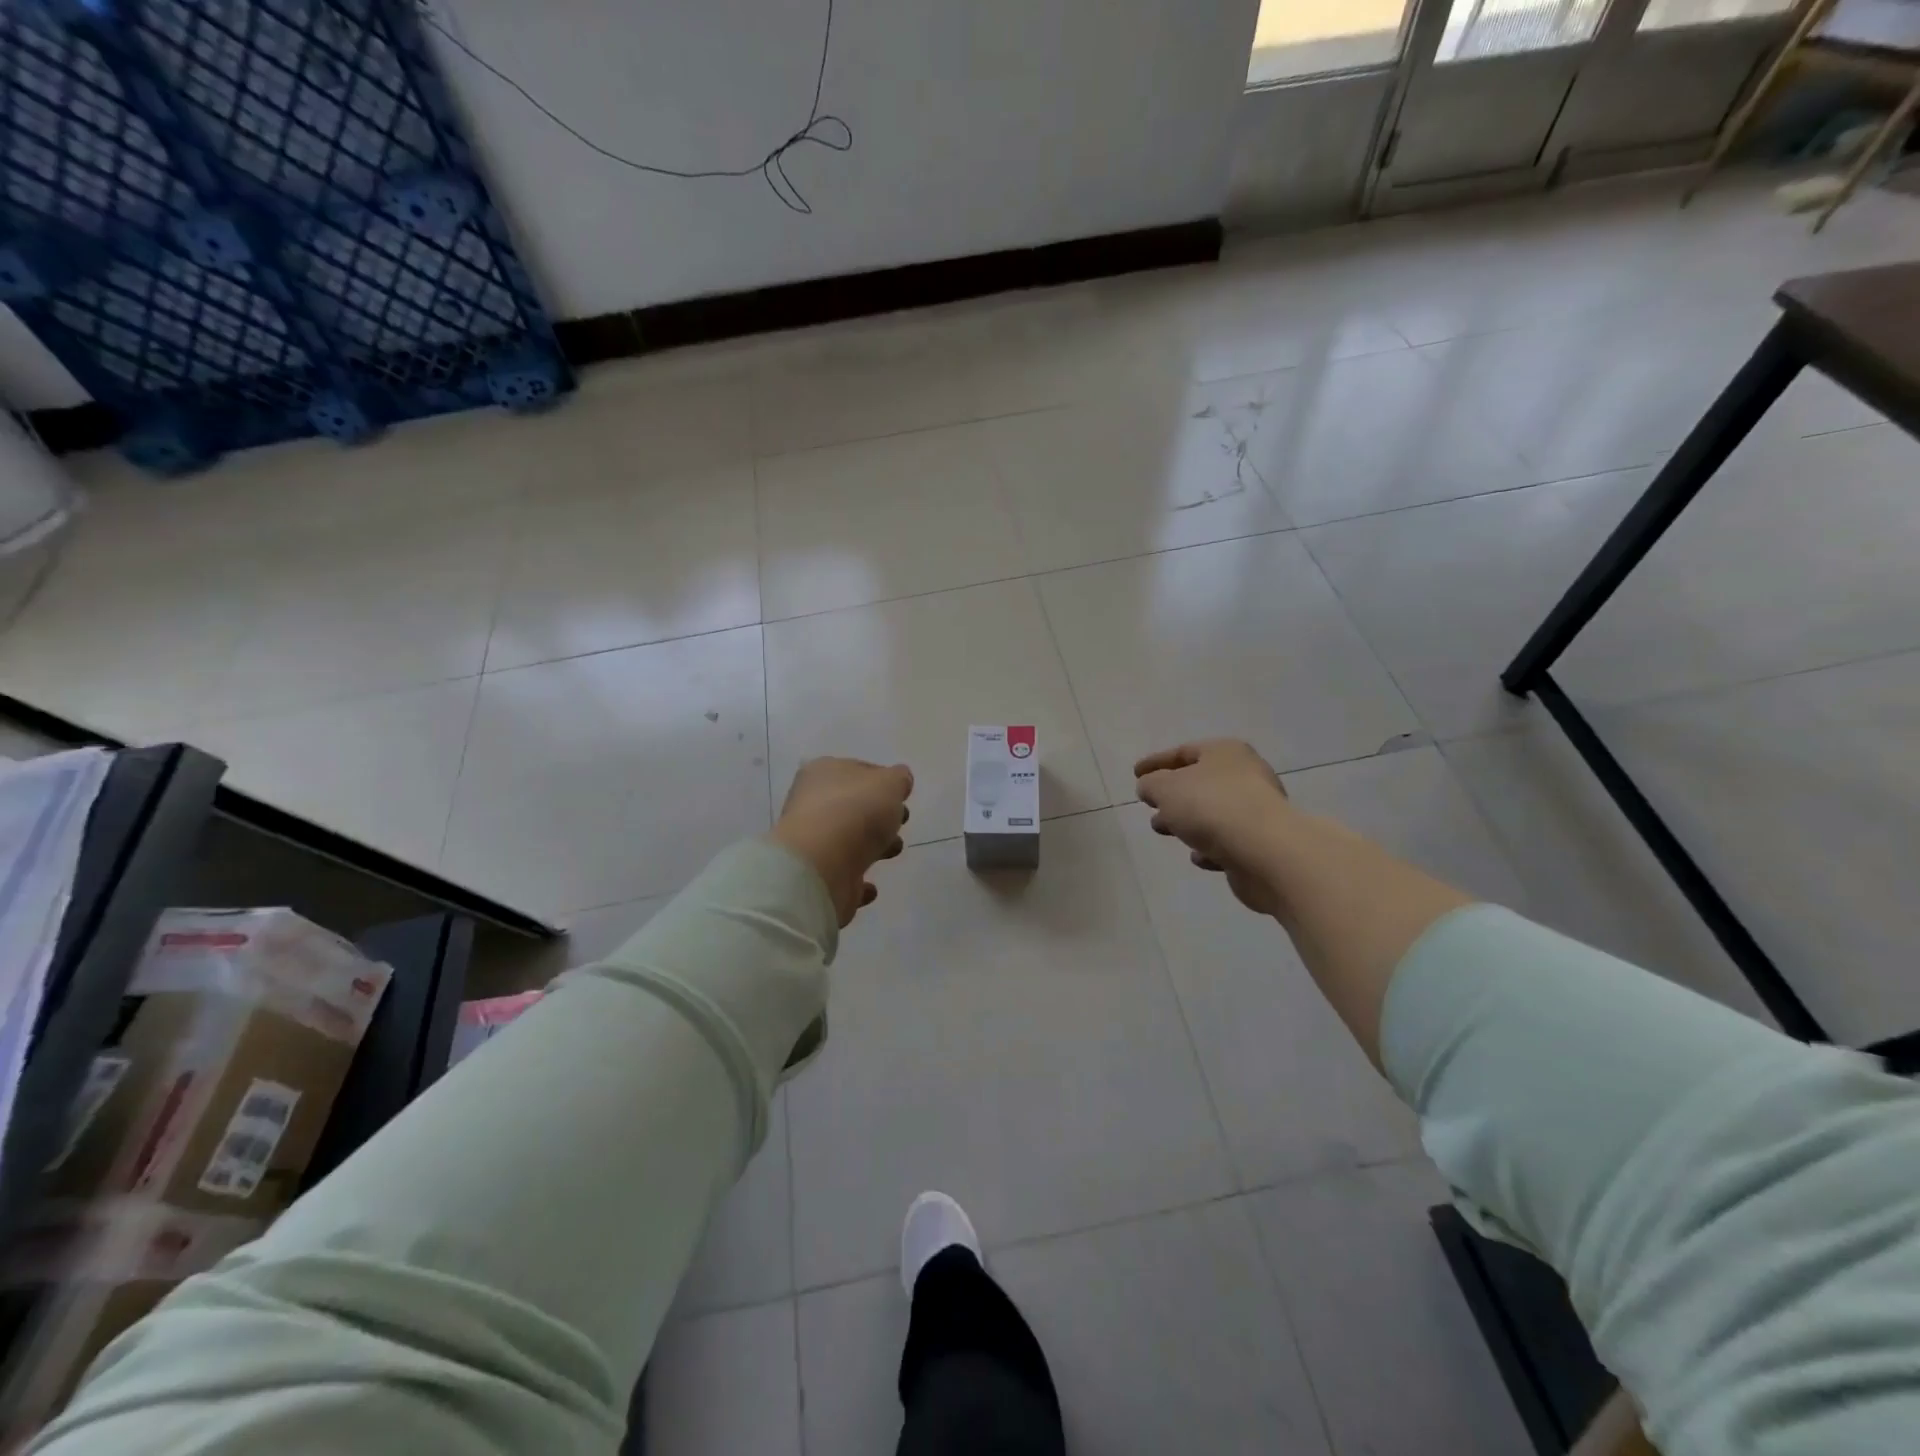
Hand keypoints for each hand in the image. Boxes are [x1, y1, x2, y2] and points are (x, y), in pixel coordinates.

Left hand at [770, 757, 913, 926]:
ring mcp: (812, 842)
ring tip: (893, 851)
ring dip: (874, 847)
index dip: (883, 780)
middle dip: (880, 815)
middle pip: (853, 807)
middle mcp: (811, 804)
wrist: (823, 865)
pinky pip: (842, 876)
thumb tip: (900, 780)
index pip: (857, 770)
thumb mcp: (890, 783)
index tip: (902, 795)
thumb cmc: (857, 812)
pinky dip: (858, 880)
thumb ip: (899, 779)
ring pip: (849, 840)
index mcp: (823, 772)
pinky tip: (871, 886)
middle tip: (900, 822)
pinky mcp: (816, 877)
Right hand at [1134, 740, 1290, 915]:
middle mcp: (1245, 775)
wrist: (1264, 851)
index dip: (1156, 762)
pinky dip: (1210, 846)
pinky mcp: (1262, 843)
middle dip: (1171, 795)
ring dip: (1187, 821)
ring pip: (1212, 812)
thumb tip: (1150, 787)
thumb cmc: (1210, 806)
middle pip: (1200, 782)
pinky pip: (1228, 841)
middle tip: (1150, 805)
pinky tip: (1197, 857)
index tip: (1135, 774)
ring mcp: (1257, 810)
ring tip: (1163, 830)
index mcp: (1224, 753)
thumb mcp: (1166, 788)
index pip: (1183, 752)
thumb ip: (1151, 784)